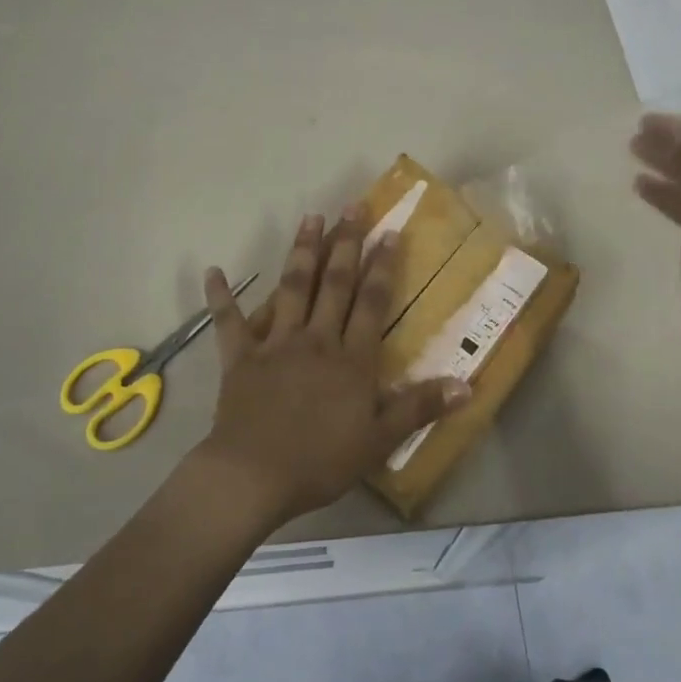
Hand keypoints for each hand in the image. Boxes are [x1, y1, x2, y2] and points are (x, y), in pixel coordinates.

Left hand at [194, 207, 469, 527]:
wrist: (254, 476)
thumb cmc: (321, 461)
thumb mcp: (379, 440)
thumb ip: (419, 407)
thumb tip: (468, 384)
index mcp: (351, 358)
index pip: (371, 302)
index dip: (382, 266)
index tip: (388, 231)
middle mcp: (316, 339)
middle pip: (335, 283)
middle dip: (346, 243)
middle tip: (352, 206)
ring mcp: (275, 343)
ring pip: (292, 288)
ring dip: (302, 251)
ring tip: (311, 217)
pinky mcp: (240, 357)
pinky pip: (229, 322)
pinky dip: (220, 297)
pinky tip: (213, 271)